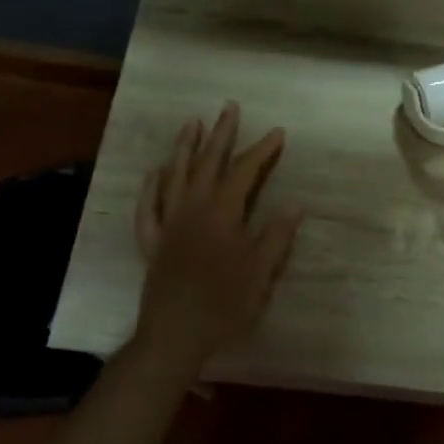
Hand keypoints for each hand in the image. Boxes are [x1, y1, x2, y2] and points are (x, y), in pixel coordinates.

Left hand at [133, 104, 302, 373]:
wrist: (174, 334)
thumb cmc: (223, 303)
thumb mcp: (260, 271)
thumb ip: (276, 235)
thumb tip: (295, 204)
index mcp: (221, 213)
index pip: (243, 172)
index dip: (261, 151)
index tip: (277, 132)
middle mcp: (192, 208)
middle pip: (207, 163)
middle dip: (220, 134)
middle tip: (229, 108)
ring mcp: (168, 223)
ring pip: (175, 176)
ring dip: (184, 148)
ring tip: (192, 124)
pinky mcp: (151, 241)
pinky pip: (148, 206)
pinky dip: (152, 186)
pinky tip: (156, 172)